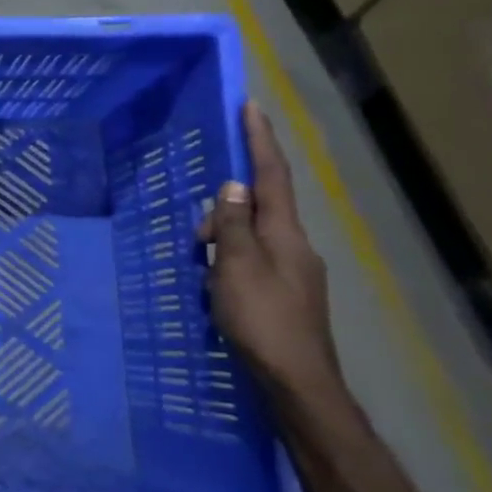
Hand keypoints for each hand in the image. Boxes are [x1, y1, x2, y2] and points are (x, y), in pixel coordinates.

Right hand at [200, 101, 343, 400]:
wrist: (298, 383)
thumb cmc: (263, 321)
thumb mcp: (236, 268)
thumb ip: (232, 225)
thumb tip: (233, 186)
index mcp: (285, 235)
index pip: (272, 176)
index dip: (260, 141)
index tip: (250, 107)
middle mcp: (295, 247)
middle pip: (258, 209)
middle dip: (223, 211)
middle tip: (194, 240)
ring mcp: (293, 273)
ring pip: (251, 239)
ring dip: (222, 243)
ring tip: (200, 274)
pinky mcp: (285, 296)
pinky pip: (251, 263)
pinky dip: (229, 264)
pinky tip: (215, 289)